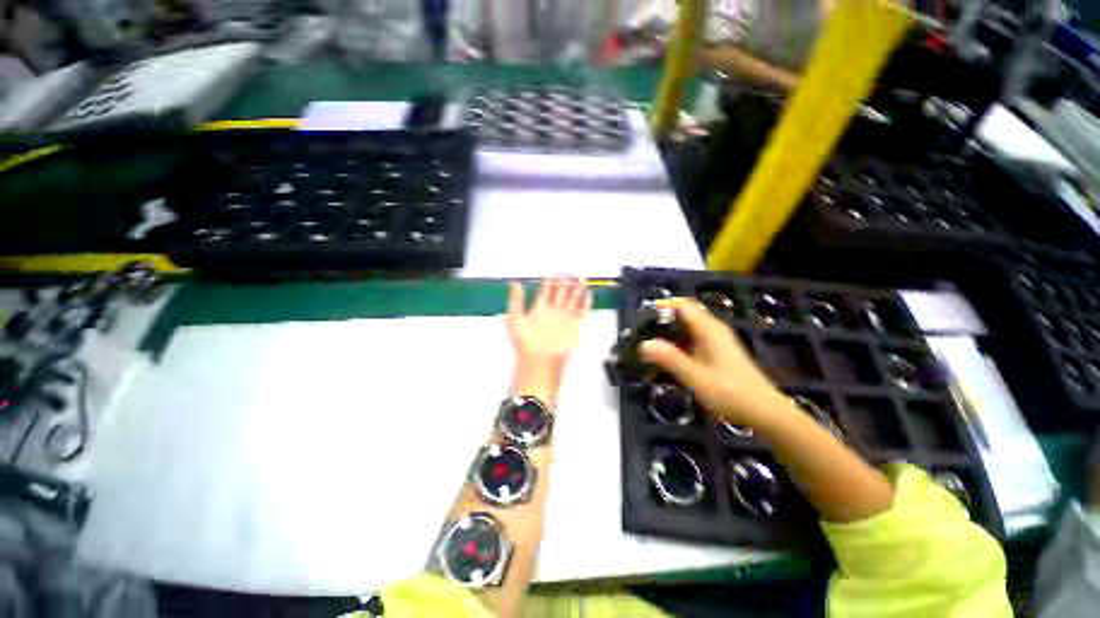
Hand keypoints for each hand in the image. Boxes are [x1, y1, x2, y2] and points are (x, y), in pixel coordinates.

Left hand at [506, 277, 591, 404]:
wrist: (540, 363)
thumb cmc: (526, 343)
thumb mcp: (515, 319)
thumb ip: (515, 300)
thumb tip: (515, 283)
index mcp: (540, 309)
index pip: (546, 290)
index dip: (550, 280)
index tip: (554, 271)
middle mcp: (553, 312)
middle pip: (561, 292)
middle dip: (566, 281)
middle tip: (569, 272)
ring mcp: (565, 318)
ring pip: (573, 299)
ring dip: (577, 289)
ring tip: (580, 278)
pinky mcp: (575, 326)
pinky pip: (583, 312)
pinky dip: (587, 303)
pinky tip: (588, 293)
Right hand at [640, 298, 788, 426]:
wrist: (764, 412)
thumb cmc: (731, 393)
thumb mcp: (696, 377)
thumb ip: (670, 359)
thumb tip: (644, 344)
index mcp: (709, 329)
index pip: (683, 305)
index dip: (663, 305)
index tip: (642, 316)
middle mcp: (713, 330)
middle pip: (684, 314)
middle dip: (662, 320)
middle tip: (641, 333)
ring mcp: (716, 341)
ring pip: (687, 327)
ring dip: (668, 333)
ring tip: (649, 344)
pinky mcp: (717, 352)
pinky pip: (692, 339)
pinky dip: (677, 343)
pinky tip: (667, 357)